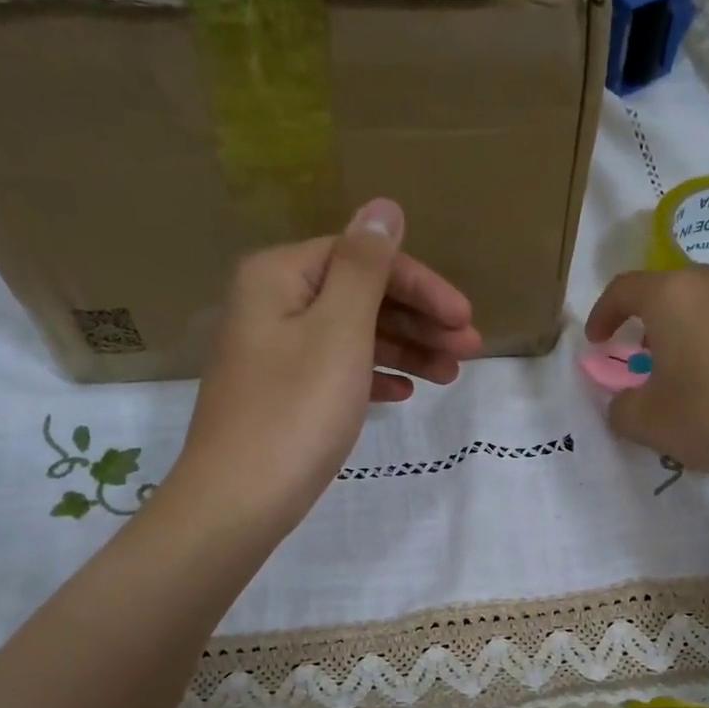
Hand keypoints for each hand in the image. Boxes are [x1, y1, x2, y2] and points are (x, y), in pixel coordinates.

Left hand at [176, 198, 481, 535]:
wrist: (239, 500)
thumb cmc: (296, 410)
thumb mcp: (339, 330)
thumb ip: (365, 267)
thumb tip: (383, 207)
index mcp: (280, 276)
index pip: (363, 259)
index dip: (421, 285)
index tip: (464, 318)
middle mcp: (273, 304)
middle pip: (360, 296)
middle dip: (419, 320)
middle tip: (469, 350)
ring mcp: (275, 351)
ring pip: (353, 335)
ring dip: (405, 349)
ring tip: (450, 376)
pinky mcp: (282, 392)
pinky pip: (337, 370)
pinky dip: (373, 376)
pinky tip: (404, 392)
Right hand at [584, 266, 708, 509]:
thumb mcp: (646, 423)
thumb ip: (621, 406)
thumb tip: (625, 402)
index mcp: (677, 298)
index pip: (625, 288)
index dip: (604, 313)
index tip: (599, 341)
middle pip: (680, 291)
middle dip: (659, 321)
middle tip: (653, 356)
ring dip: (708, 330)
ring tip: (708, 371)